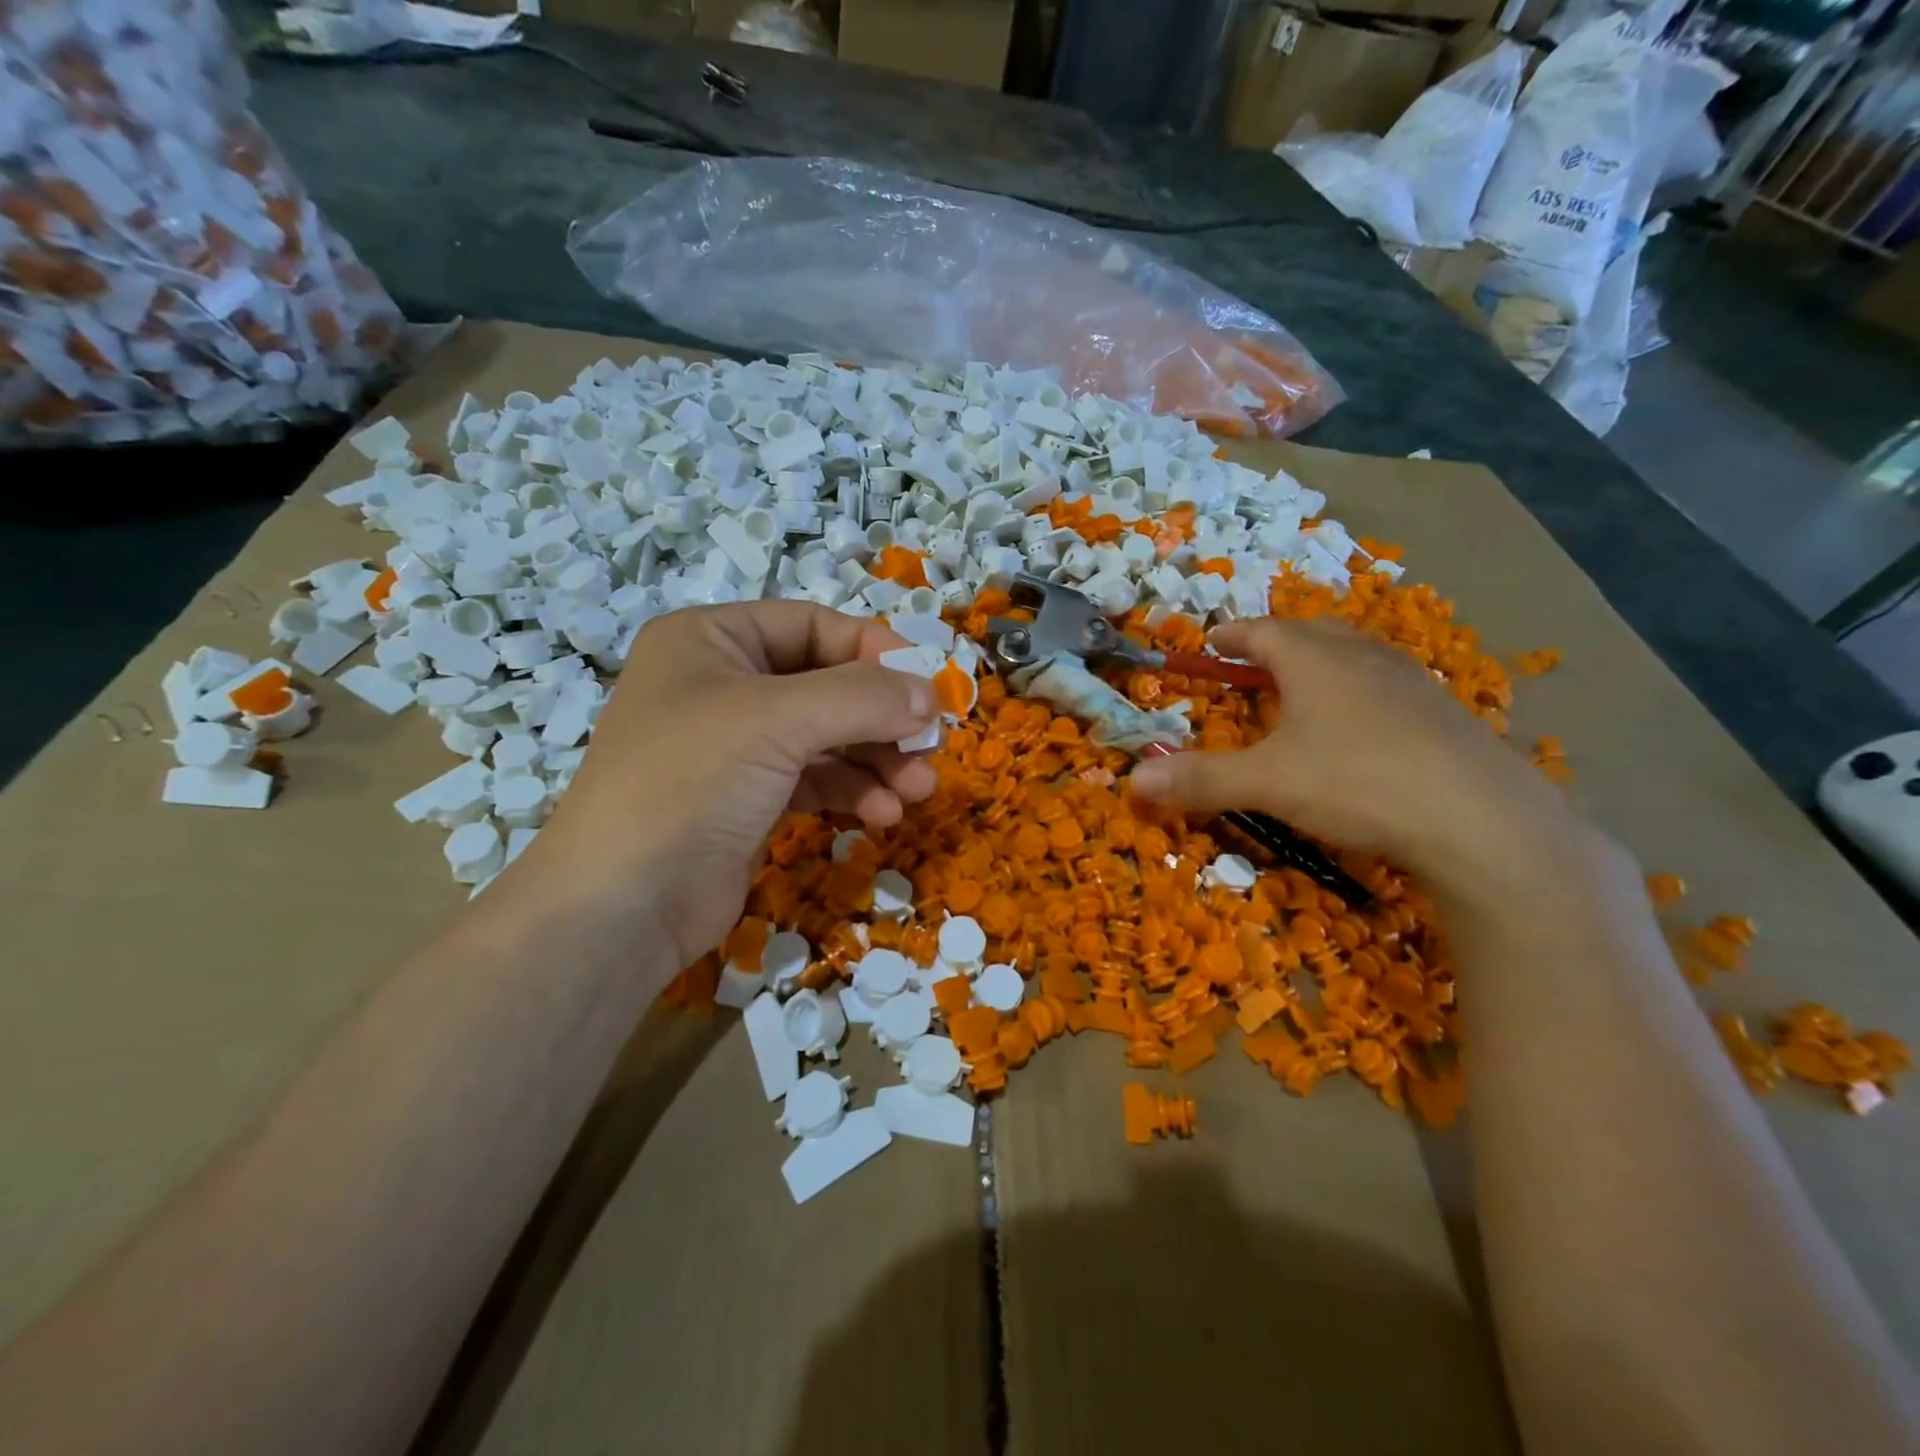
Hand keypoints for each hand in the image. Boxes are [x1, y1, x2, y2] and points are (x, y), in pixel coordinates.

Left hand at [511, 603, 938, 973]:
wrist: (622, 905)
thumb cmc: (690, 782)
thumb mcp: (779, 721)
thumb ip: (862, 697)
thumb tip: (931, 694)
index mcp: (712, 640)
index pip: (813, 626)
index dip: (874, 651)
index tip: (927, 686)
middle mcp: (722, 684)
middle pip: (827, 685)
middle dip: (882, 718)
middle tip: (931, 746)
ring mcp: (735, 746)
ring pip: (828, 737)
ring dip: (876, 760)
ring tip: (916, 790)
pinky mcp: (748, 799)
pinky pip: (815, 779)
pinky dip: (852, 791)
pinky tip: (882, 814)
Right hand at [1129, 618, 1585, 903]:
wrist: (1481, 820)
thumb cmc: (1357, 783)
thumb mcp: (1266, 783)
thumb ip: (1200, 780)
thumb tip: (1133, 783)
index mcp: (1314, 660)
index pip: (1263, 633)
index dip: (1233, 636)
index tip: (1213, 639)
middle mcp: (1362, 658)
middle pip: (1312, 634)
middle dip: (1277, 641)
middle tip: (1253, 656)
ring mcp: (1410, 682)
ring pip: (1355, 655)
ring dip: (1321, 661)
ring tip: (1304, 681)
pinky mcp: (1443, 713)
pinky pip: (1387, 684)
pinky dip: (1359, 690)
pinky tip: (1362, 722)